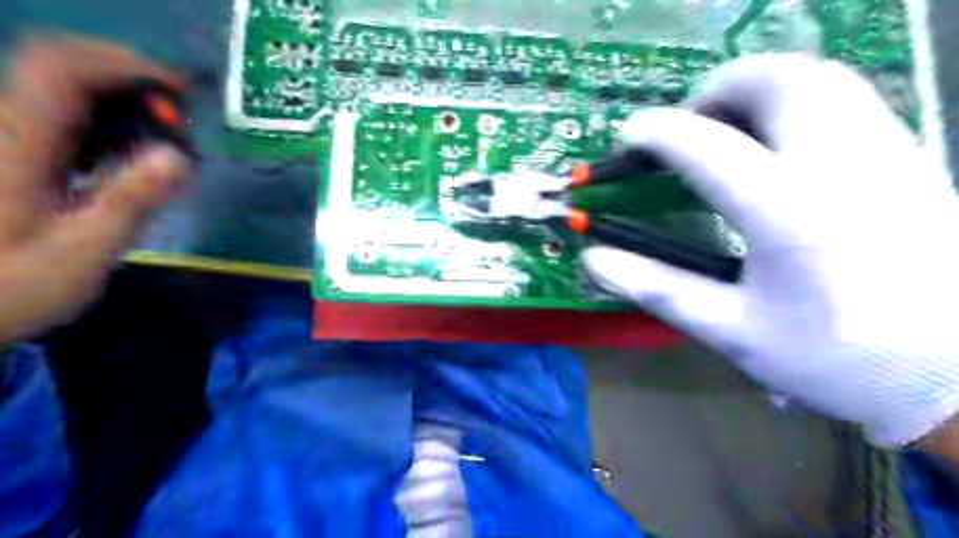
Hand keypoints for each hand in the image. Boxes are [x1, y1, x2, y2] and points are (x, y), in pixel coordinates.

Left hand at [0, 36, 190, 343]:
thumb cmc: (9, 286)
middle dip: (130, 78)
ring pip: (62, 88)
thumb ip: (131, 201)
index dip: (125, 64)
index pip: (63, 68)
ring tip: (166, 135)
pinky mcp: (14, 153)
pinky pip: (62, 116)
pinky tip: (132, 153)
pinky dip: (107, 121)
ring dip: (122, 100)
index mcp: (18, 144)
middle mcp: (5, 126)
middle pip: (61, 65)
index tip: (181, 91)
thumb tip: (180, 157)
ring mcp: (6, 138)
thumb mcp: (81, 251)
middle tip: (180, 117)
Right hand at [580, 52, 958, 448]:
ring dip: (755, 86)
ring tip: (723, 126)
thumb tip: (593, 260)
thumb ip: (658, 289)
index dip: (655, 133)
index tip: (627, 139)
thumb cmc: (835, 359)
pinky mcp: (908, 156)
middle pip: (774, 81)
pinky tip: (775, 141)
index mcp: (788, 213)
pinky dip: (794, 98)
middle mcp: (840, 165)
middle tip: (684, 125)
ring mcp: (885, 152)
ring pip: (817, 76)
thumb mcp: (733, 333)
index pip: (705, 146)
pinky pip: (844, 96)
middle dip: (713, 90)